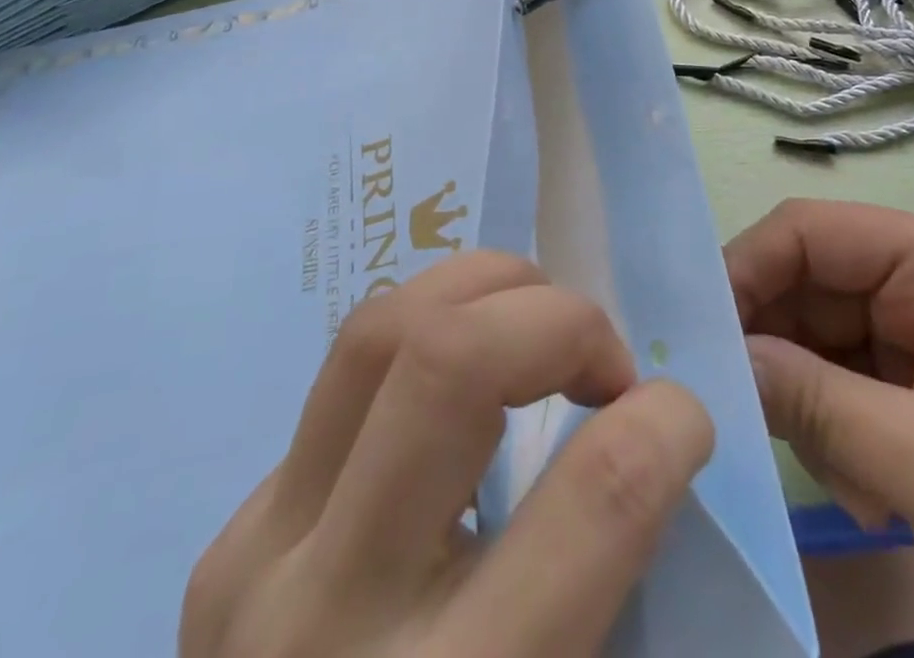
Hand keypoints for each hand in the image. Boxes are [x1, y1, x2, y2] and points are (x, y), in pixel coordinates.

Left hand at [181, 251, 713, 657]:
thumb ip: (612, 586)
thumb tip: (652, 440)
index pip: (588, 504)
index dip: (663, 425)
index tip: (683, 417)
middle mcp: (329, 621)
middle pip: (448, 362)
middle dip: (558, 321)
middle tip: (603, 364)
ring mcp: (255, 561)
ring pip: (381, 329)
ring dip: (486, 291)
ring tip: (539, 328)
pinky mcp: (231, 533)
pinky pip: (347, 373)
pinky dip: (432, 336)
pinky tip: (466, 383)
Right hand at [725, 199, 913, 657]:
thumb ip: (816, 402)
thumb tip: (718, 360)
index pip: (810, 231)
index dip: (746, 270)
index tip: (696, 337)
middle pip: (810, 285)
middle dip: (775, 349)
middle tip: (745, 420)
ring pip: (821, 340)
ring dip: (810, 404)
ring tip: (846, 482)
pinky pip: (849, 386)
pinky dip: (838, 434)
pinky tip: (871, 497)